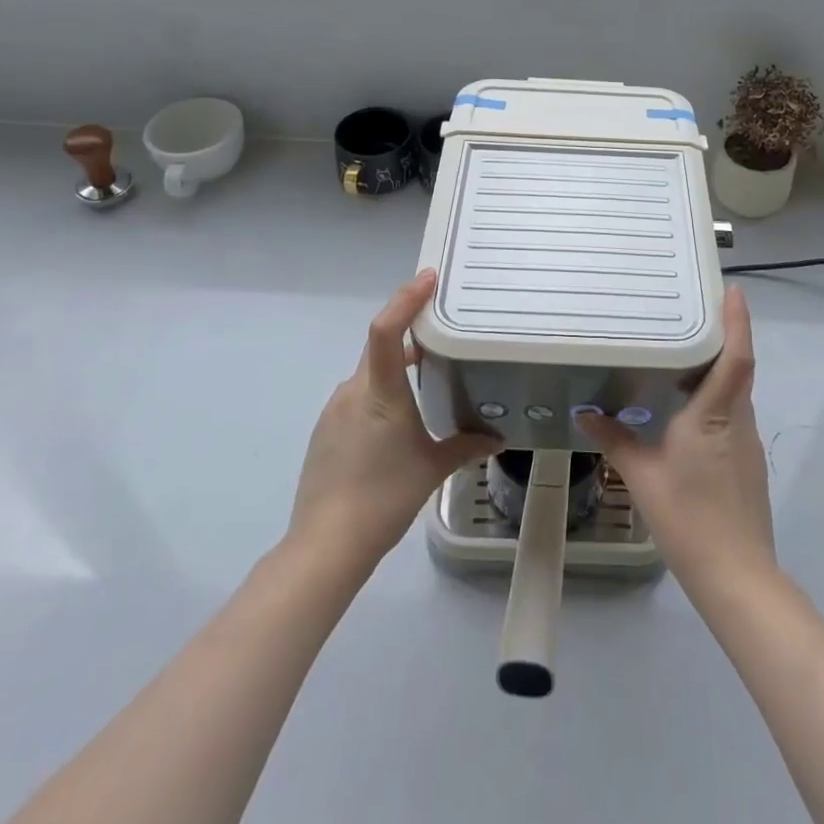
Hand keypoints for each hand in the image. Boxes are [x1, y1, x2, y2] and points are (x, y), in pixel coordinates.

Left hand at [288, 270, 499, 572]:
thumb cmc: (385, 497)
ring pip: (370, 375)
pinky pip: (358, 397)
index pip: (386, 330)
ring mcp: (335, 410)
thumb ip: (466, 446)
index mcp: (380, 392)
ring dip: (396, 369)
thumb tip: (498, 437)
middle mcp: (353, 391)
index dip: (405, 299)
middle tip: (442, 328)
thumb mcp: (433, 469)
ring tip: (427, 379)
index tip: (428, 279)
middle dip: (409, 333)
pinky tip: (396, 423)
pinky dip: (380, 395)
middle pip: (381, 347)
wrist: (326, 545)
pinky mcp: (326, 431)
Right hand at [578, 286, 774, 591]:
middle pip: (736, 368)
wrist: (737, 578)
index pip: (736, 357)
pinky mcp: (747, 462)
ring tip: (680, 354)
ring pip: (734, 393)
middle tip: (689, 312)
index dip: (738, 321)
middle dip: (719, 337)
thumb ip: (615, 440)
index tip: (733, 289)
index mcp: (716, 414)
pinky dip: (713, 399)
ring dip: (714, 370)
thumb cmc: (689, 519)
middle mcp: (739, 420)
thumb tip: (586, 414)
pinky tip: (685, 409)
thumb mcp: (642, 476)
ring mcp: (747, 442)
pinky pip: (731, 415)